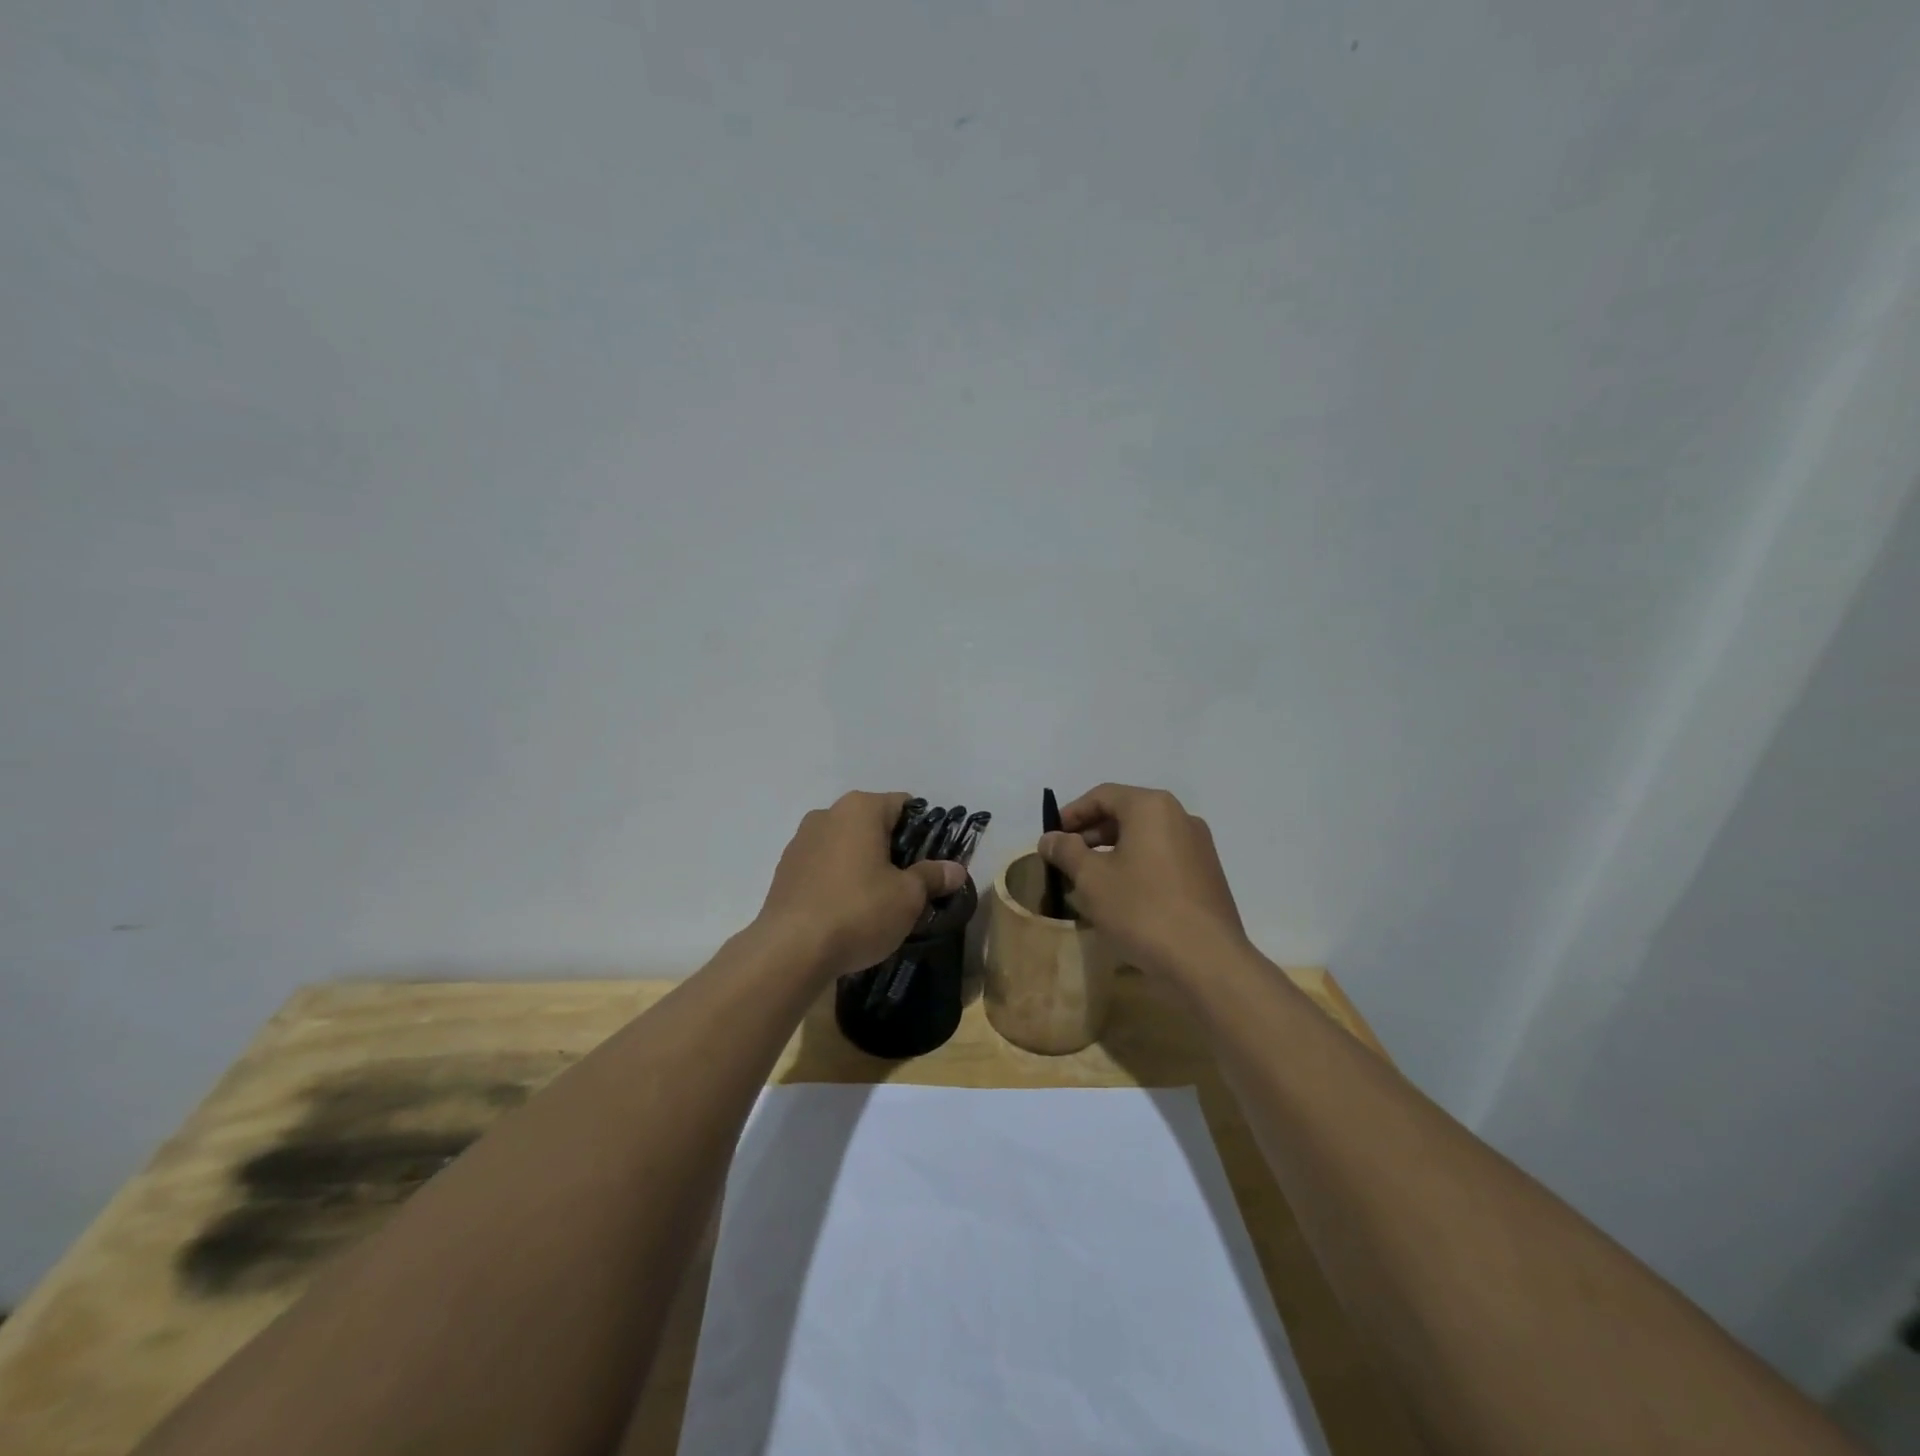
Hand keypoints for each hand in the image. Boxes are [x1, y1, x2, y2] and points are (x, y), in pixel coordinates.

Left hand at [757, 792, 966, 978]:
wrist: (790, 951)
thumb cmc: (858, 911)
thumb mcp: (908, 896)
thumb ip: (932, 876)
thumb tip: (956, 869)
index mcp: (860, 808)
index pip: (904, 805)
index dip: (925, 831)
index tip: (934, 861)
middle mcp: (827, 814)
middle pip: (873, 824)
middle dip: (894, 850)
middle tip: (912, 885)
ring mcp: (801, 842)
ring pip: (847, 846)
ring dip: (865, 865)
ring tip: (880, 902)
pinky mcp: (785, 871)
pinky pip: (824, 867)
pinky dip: (840, 880)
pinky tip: (848, 911)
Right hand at [1039, 783, 1248, 978]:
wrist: (1207, 961)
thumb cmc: (1142, 910)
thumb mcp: (1092, 879)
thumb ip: (1066, 851)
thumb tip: (1049, 838)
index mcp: (1151, 807)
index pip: (1102, 796)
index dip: (1071, 814)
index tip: (1051, 838)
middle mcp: (1180, 816)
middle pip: (1126, 814)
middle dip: (1091, 834)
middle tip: (1066, 860)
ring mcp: (1198, 846)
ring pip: (1144, 838)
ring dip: (1113, 853)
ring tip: (1089, 880)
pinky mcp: (1207, 875)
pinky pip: (1162, 858)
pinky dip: (1137, 866)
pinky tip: (1121, 896)